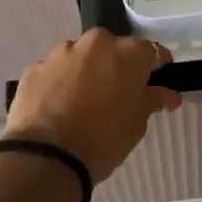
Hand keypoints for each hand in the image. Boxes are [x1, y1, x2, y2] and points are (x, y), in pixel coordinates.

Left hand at [4, 29, 180, 184]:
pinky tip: (58, 108)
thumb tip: (166, 94)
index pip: (151, 51)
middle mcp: (95, 43)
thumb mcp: (136, 124)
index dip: (155, 66)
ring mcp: (61, 53)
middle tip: (116, 94)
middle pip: (112, 49)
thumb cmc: (103, 140)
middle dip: (116, 66)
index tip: (156, 80)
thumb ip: (152, 100)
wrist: (46, 157)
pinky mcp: (35, 68)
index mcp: (128, 53)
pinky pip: (55, 72)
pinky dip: (59, 84)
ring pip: (81, 57)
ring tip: (82, 102)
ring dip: (85, 72)